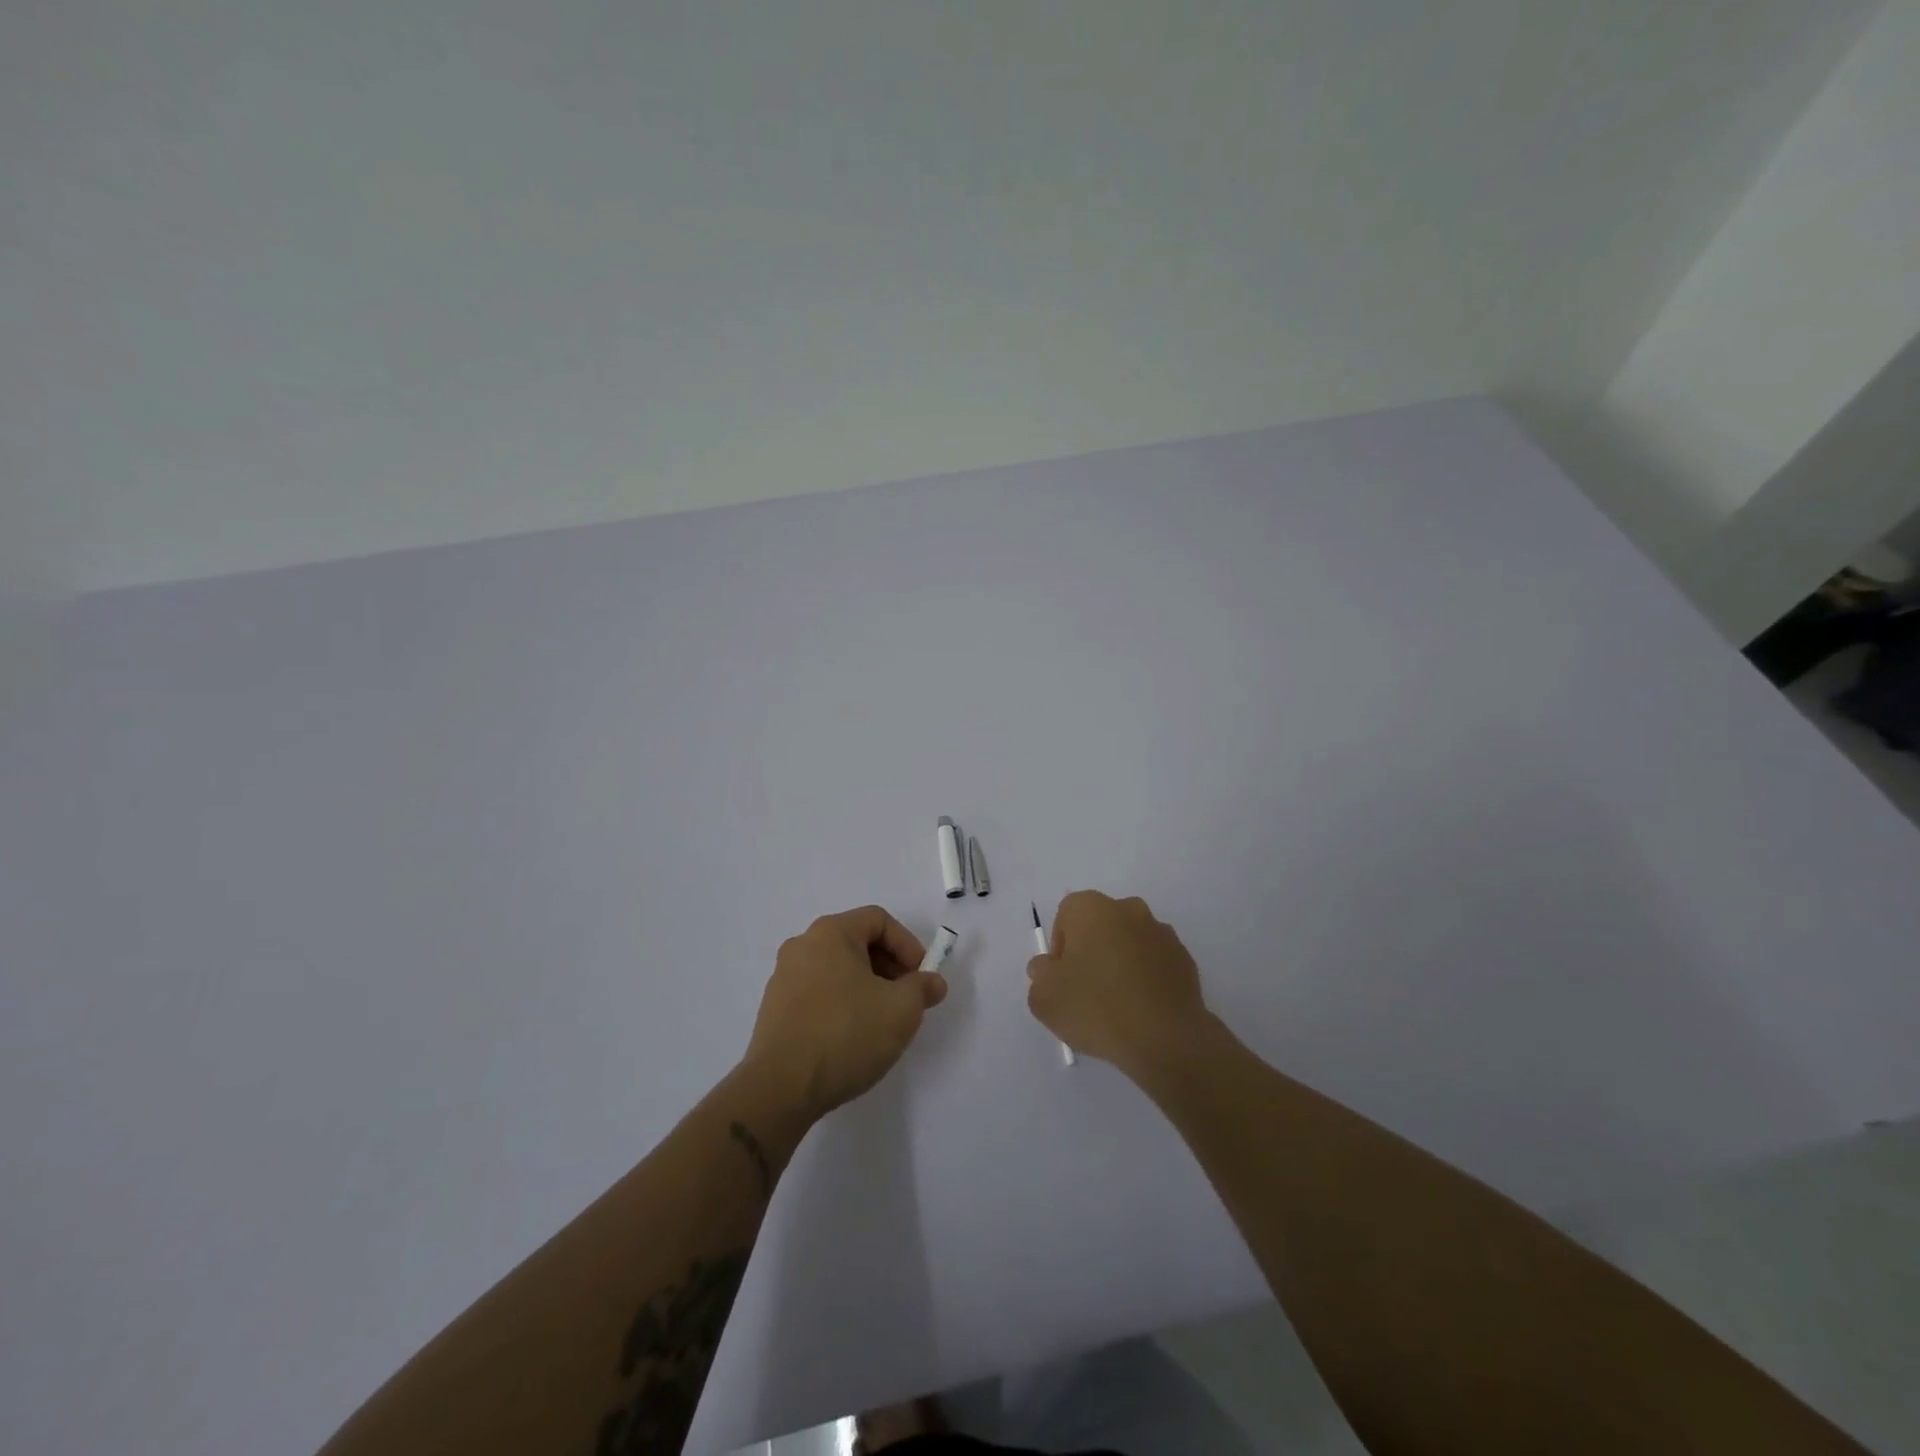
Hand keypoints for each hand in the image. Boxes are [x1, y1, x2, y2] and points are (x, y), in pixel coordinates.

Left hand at [743, 906, 948, 1121]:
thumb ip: (923, 988)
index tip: (921, 977)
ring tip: (882, 1021)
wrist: (780, 1088)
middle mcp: (802, 946)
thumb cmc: (846, 1034)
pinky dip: (842, 1003)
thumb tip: (932, 982)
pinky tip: (852, 1037)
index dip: (908, 944)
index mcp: (830, 933)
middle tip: (907, 999)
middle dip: (889, 967)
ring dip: (867, 987)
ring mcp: (784, 978)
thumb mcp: (901, 1009)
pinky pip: (818, 993)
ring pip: (837, 969)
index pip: (878, 920)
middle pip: (857, 942)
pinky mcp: (775, 1010)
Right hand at [1027, 891, 1213, 1077]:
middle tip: (1086, 990)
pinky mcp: (1185, 959)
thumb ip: (1040, 973)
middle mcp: (1128, 909)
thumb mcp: (1044, 997)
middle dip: (1092, 950)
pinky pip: (1155, 963)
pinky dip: (1146, 978)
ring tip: (1117, 1005)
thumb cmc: (1096, 1007)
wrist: (1165, 1038)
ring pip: (1130, 942)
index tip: (1063, 978)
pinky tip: (1142, 1011)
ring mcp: (1161, 933)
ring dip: (1121, 963)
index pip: (1066, 915)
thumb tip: (1049, 966)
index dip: (1060, 946)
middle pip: (1100, 925)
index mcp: (1091, 908)